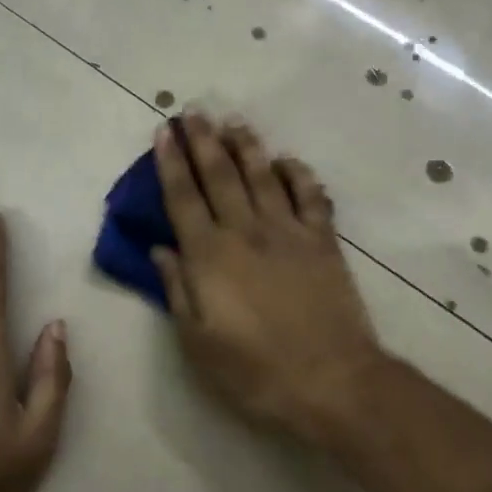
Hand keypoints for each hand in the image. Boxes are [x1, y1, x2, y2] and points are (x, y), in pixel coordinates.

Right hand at [150, 113, 382, 448]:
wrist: (330, 380)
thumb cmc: (254, 370)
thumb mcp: (197, 342)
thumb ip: (177, 290)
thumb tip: (160, 249)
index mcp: (209, 256)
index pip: (183, 197)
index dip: (170, 162)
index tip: (165, 131)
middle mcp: (246, 232)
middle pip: (220, 175)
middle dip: (204, 141)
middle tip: (194, 111)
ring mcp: (288, 232)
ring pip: (263, 176)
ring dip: (247, 146)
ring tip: (234, 122)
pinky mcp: (323, 241)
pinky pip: (310, 196)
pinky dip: (298, 174)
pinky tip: (288, 161)